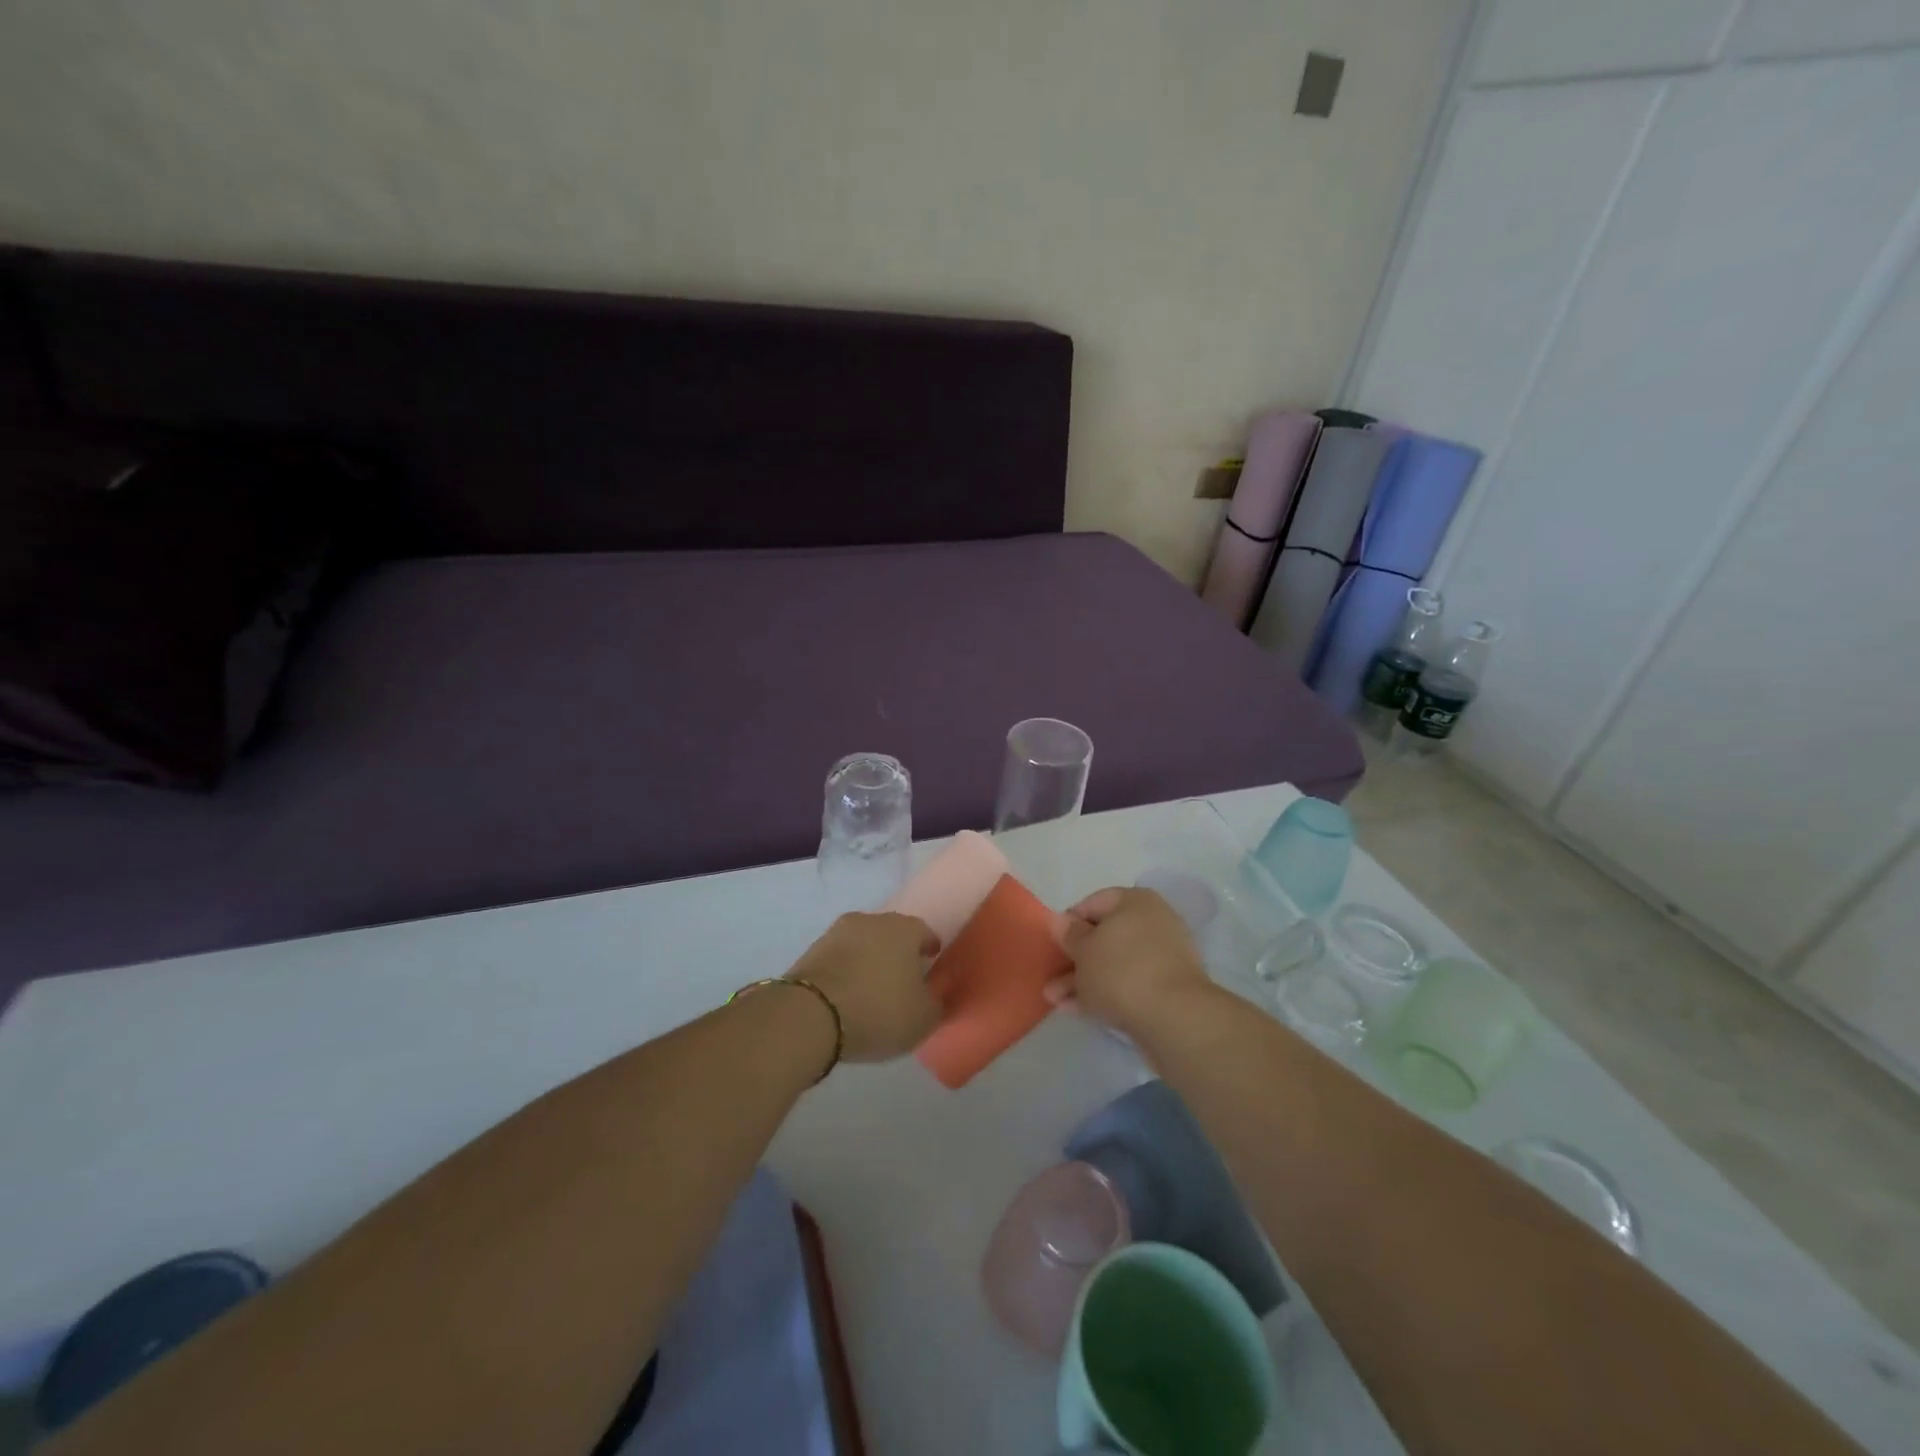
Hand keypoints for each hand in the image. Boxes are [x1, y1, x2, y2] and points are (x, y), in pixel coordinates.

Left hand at [786, 912, 942, 1062]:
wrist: (810, 1014)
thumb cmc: (878, 1010)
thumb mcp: (923, 1018)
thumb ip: (936, 1002)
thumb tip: (932, 994)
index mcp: (905, 928)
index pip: (925, 933)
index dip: (930, 951)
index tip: (930, 968)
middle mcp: (872, 919)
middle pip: (892, 934)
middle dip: (898, 953)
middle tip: (902, 980)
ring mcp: (838, 932)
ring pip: (863, 944)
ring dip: (869, 960)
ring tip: (871, 989)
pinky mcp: (812, 949)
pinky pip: (839, 958)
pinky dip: (846, 971)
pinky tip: (847, 994)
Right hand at [1053, 887, 1210, 1037]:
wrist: (1174, 1018)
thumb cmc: (1121, 970)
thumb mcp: (1084, 950)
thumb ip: (1069, 935)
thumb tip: (1059, 920)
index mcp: (1134, 901)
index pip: (1093, 903)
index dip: (1068, 923)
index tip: (1052, 945)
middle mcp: (1152, 922)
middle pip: (1103, 936)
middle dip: (1074, 959)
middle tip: (1050, 979)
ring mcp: (1162, 957)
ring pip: (1113, 964)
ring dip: (1083, 980)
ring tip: (1055, 1001)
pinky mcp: (1166, 989)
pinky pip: (1127, 984)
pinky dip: (1103, 993)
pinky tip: (1077, 1010)